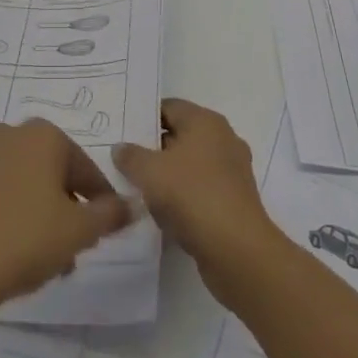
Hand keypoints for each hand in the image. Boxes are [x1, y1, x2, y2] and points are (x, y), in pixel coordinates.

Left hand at [0, 119, 132, 313]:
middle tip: (70, 249)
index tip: (103, 231)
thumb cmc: (25, 240)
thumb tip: (132, 203)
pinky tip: (1, 252)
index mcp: (42, 135)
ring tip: (37, 260)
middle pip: (48, 173)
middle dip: (62, 208)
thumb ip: (110, 214)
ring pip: (17, 185)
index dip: (99, 202)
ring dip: (32, 213)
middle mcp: (6, 134)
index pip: (84, 169)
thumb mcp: (80, 231)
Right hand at [113, 99, 284, 301]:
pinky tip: (163, 212)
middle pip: (180, 135)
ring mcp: (232, 171)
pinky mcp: (235, 200)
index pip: (169, 107)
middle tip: (125, 161)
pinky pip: (201, 189)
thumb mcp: (149, 171)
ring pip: (191, 165)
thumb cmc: (192, 195)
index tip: (122, 133)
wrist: (237, 250)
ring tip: (139, 188)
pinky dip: (183, 196)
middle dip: (153, 148)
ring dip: (167, 175)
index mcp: (206, 121)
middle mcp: (223, 139)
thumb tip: (121, 147)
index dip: (144, 118)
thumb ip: (130, 155)